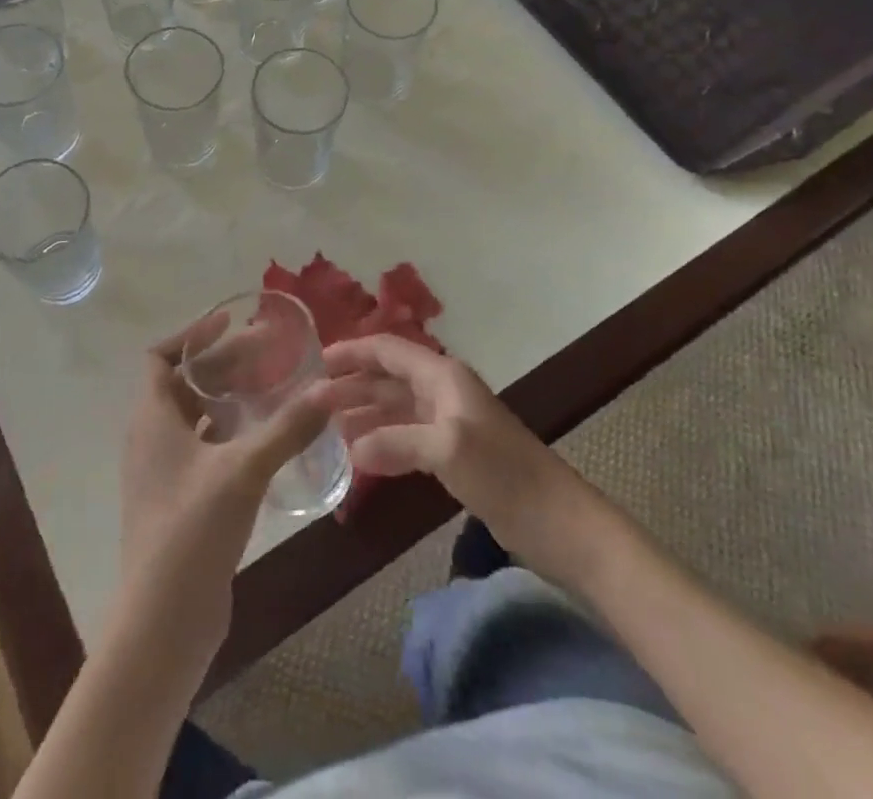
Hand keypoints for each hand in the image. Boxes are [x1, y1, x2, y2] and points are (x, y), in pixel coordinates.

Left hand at [114, 316, 332, 674]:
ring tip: (269, 387)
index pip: (160, 356)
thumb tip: (329, 388)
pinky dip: (227, 432)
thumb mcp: (244, 470)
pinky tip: (263, 439)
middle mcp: (150, 438)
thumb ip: (288, 428)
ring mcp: (162, 472)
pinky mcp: (177, 500)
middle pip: (183, 383)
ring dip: (226, 397)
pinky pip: (200, 447)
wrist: (163, 622)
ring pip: (193, 416)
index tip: (230, 322)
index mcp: (151, 418)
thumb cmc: (193, 529)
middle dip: (223, 364)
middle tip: (268, 353)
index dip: (192, 335)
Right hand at [326, 335, 575, 565]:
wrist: (560, 522)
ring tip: (328, 427)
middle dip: (352, 384)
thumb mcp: (447, 450)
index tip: (316, 362)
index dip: (353, 352)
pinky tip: (361, 455)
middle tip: (312, 401)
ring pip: (396, 406)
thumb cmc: (504, 474)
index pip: (388, 350)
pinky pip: (407, 435)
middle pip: (389, 377)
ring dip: (364, 412)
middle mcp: (443, 391)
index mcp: (443, 376)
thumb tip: (351, 448)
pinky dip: (382, 439)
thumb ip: (395, 442)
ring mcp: (449, 423)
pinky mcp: (455, 454)